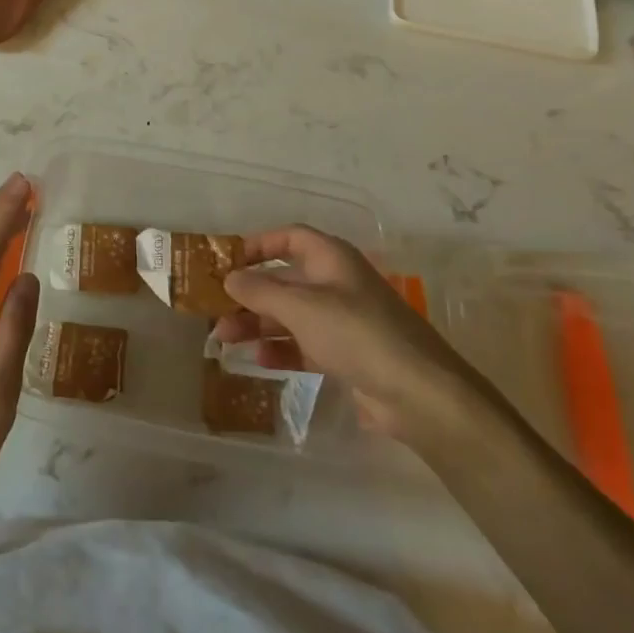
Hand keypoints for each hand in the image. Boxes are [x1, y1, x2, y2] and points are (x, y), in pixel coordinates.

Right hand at [216, 225, 479, 443]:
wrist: (419, 395)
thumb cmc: (356, 334)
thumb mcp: (301, 307)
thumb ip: (259, 290)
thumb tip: (229, 278)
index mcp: (331, 260)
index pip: (289, 238)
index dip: (257, 245)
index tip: (226, 260)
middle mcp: (336, 284)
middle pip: (283, 280)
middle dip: (248, 294)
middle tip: (215, 308)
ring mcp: (342, 321)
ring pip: (289, 315)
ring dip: (256, 324)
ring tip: (224, 339)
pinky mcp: (346, 355)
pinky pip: (303, 344)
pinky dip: (280, 349)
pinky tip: (258, 360)